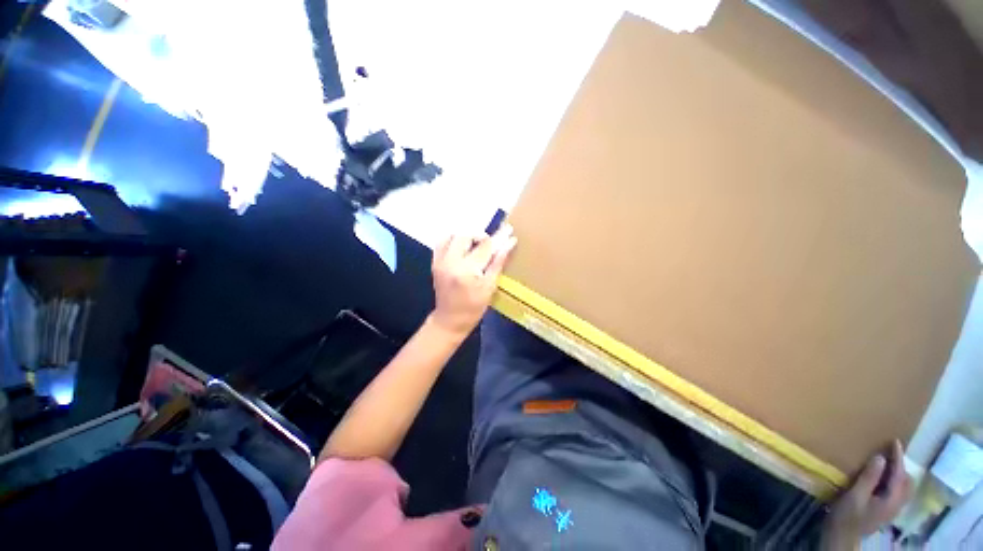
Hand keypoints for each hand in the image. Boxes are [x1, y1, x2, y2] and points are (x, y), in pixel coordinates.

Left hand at [429, 224, 516, 336]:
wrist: (450, 320)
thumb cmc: (474, 308)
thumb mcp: (490, 287)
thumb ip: (498, 262)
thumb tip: (510, 242)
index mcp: (467, 271)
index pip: (485, 246)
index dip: (498, 237)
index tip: (508, 229)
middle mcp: (450, 262)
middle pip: (465, 235)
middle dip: (480, 235)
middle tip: (489, 244)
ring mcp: (440, 261)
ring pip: (452, 235)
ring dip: (466, 236)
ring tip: (475, 245)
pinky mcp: (434, 262)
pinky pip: (442, 242)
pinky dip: (453, 239)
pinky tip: (462, 247)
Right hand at [821, 440, 912, 548]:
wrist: (842, 535)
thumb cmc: (847, 515)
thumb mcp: (855, 496)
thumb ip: (869, 478)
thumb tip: (880, 457)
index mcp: (892, 500)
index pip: (899, 474)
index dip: (898, 457)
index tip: (894, 441)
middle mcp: (897, 504)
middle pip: (906, 481)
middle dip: (901, 465)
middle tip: (890, 450)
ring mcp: (892, 508)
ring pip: (903, 487)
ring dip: (898, 473)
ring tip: (887, 461)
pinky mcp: (886, 510)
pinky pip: (896, 491)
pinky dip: (894, 480)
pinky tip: (883, 478)